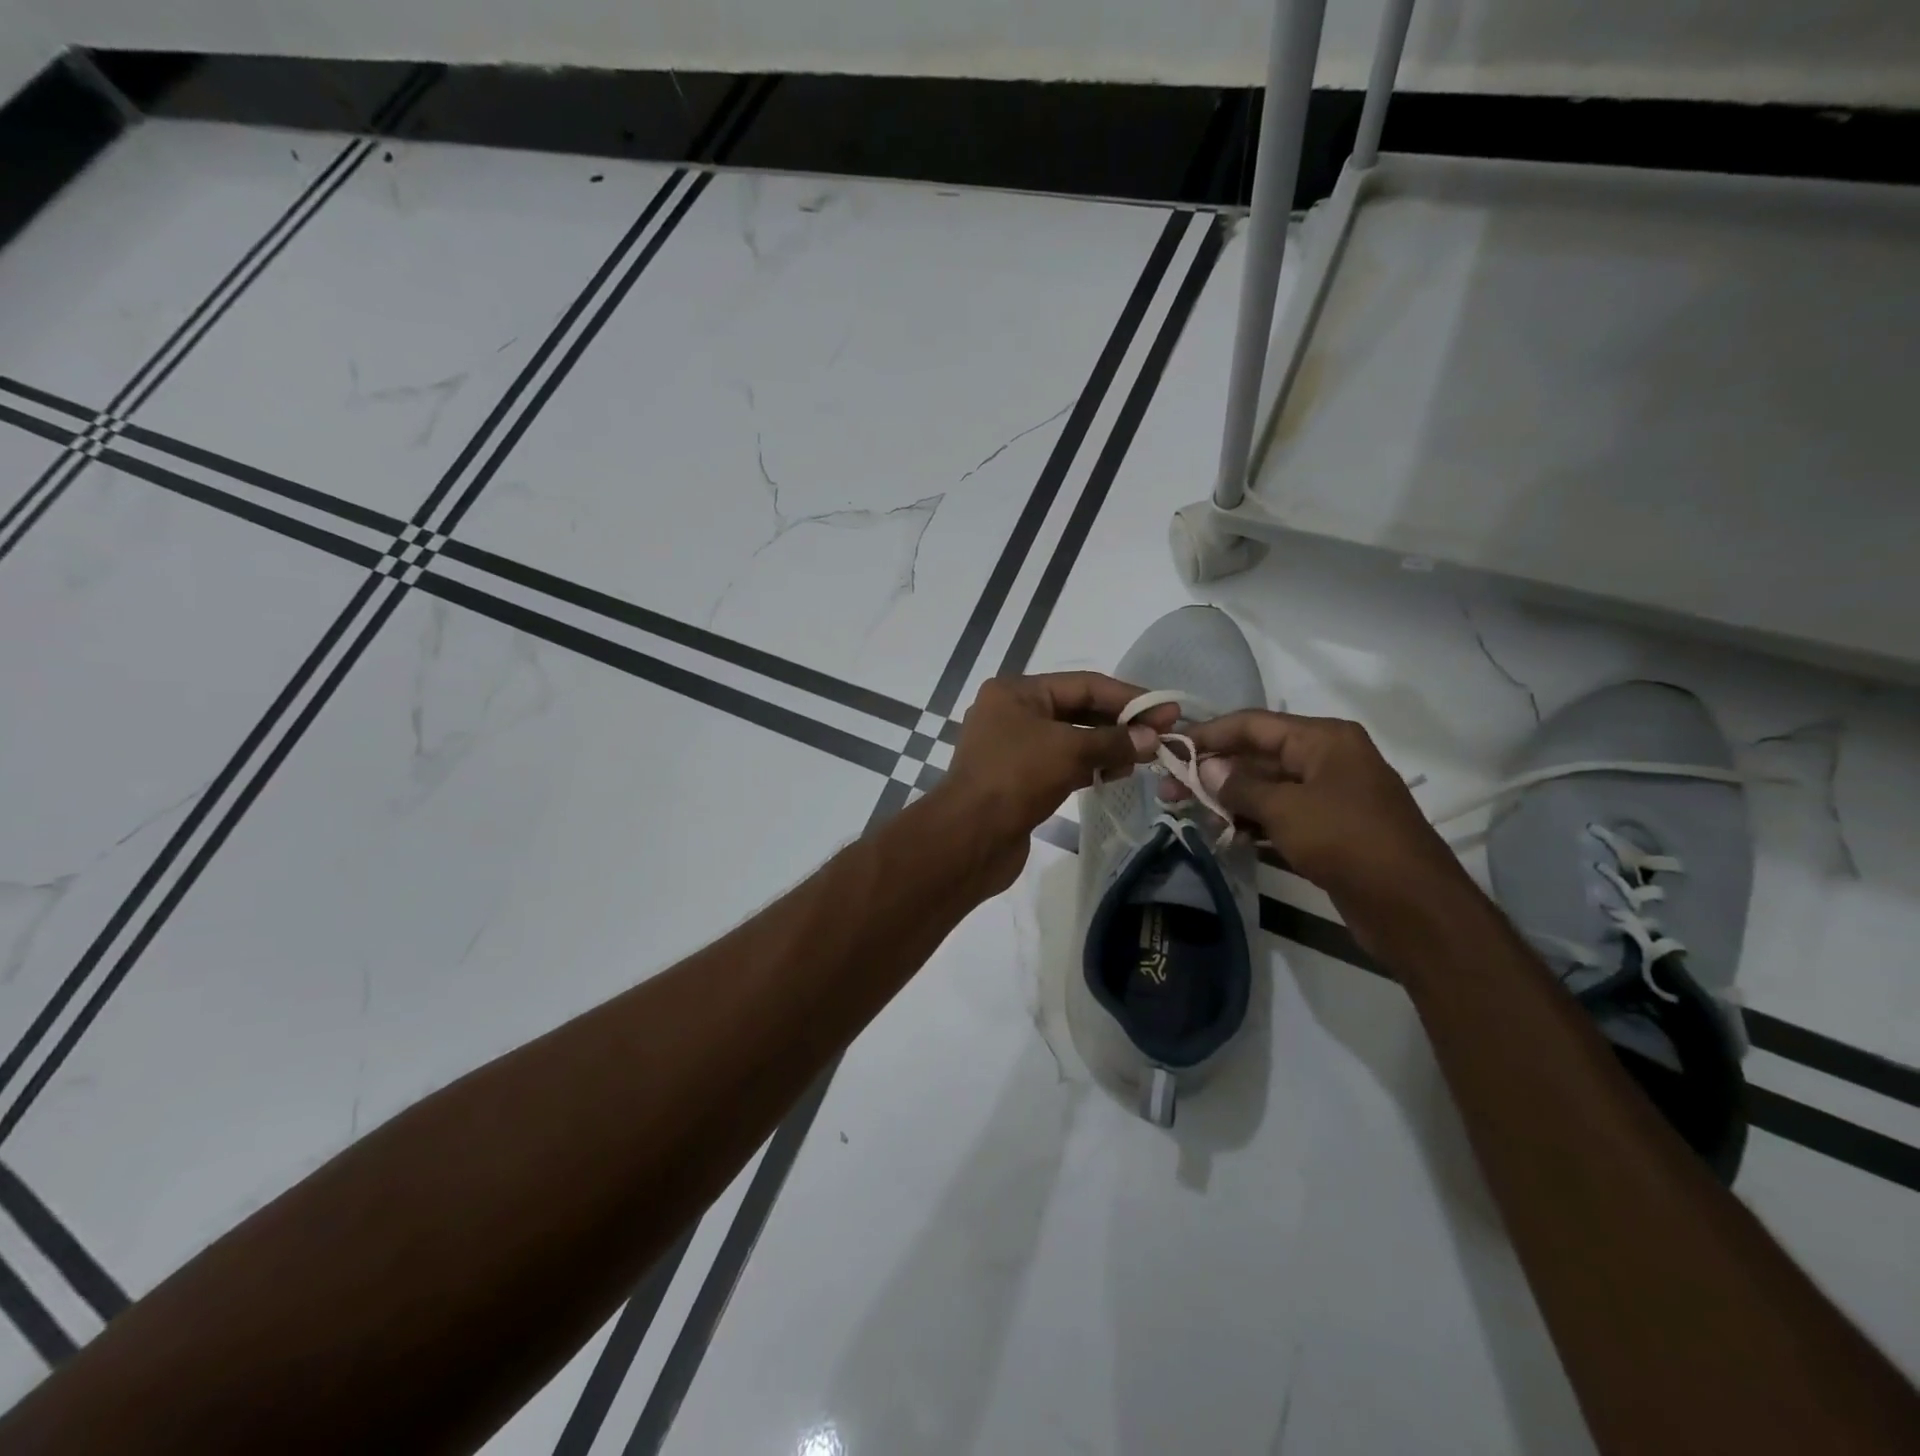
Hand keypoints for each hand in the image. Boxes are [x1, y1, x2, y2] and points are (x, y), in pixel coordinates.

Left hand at [942, 673, 1173, 881]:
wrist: (969, 838)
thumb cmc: (1016, 778)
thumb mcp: (1069, 750)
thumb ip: (1114, 741)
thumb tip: (1152, 737)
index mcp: (1016, 692)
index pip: (1083, 684)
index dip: (1128, 697)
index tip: (1166, 711)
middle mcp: (1011, 713)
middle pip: (1076, 710)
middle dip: (1119, 722)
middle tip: (1161, 736)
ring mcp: (1012, 748)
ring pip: (1070, 739)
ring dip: (1107, 747)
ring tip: (1144, 758)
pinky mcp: (1017, 780)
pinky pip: (1060, 764)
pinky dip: (1088, 767)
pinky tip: (1115, 775)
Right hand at [1176, 711, 1471, 920]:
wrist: (1413, 907)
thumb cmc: (1348, 842)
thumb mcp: (1286, 809)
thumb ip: (1240, 786)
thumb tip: (1206, 768)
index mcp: (1323, 739)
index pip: (1253, 724)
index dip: (1209, 734)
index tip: (1170, 748)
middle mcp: (1327, 759)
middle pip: (1257, 756)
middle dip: (1213, 771)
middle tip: (1169, 789)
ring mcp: (1329, 795)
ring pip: (1266, 788)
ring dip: (1228, 799)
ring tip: (1187, 813)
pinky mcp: (1329, 829)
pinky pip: (1280, 815)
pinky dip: (1251, 822)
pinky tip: (1223, 835)